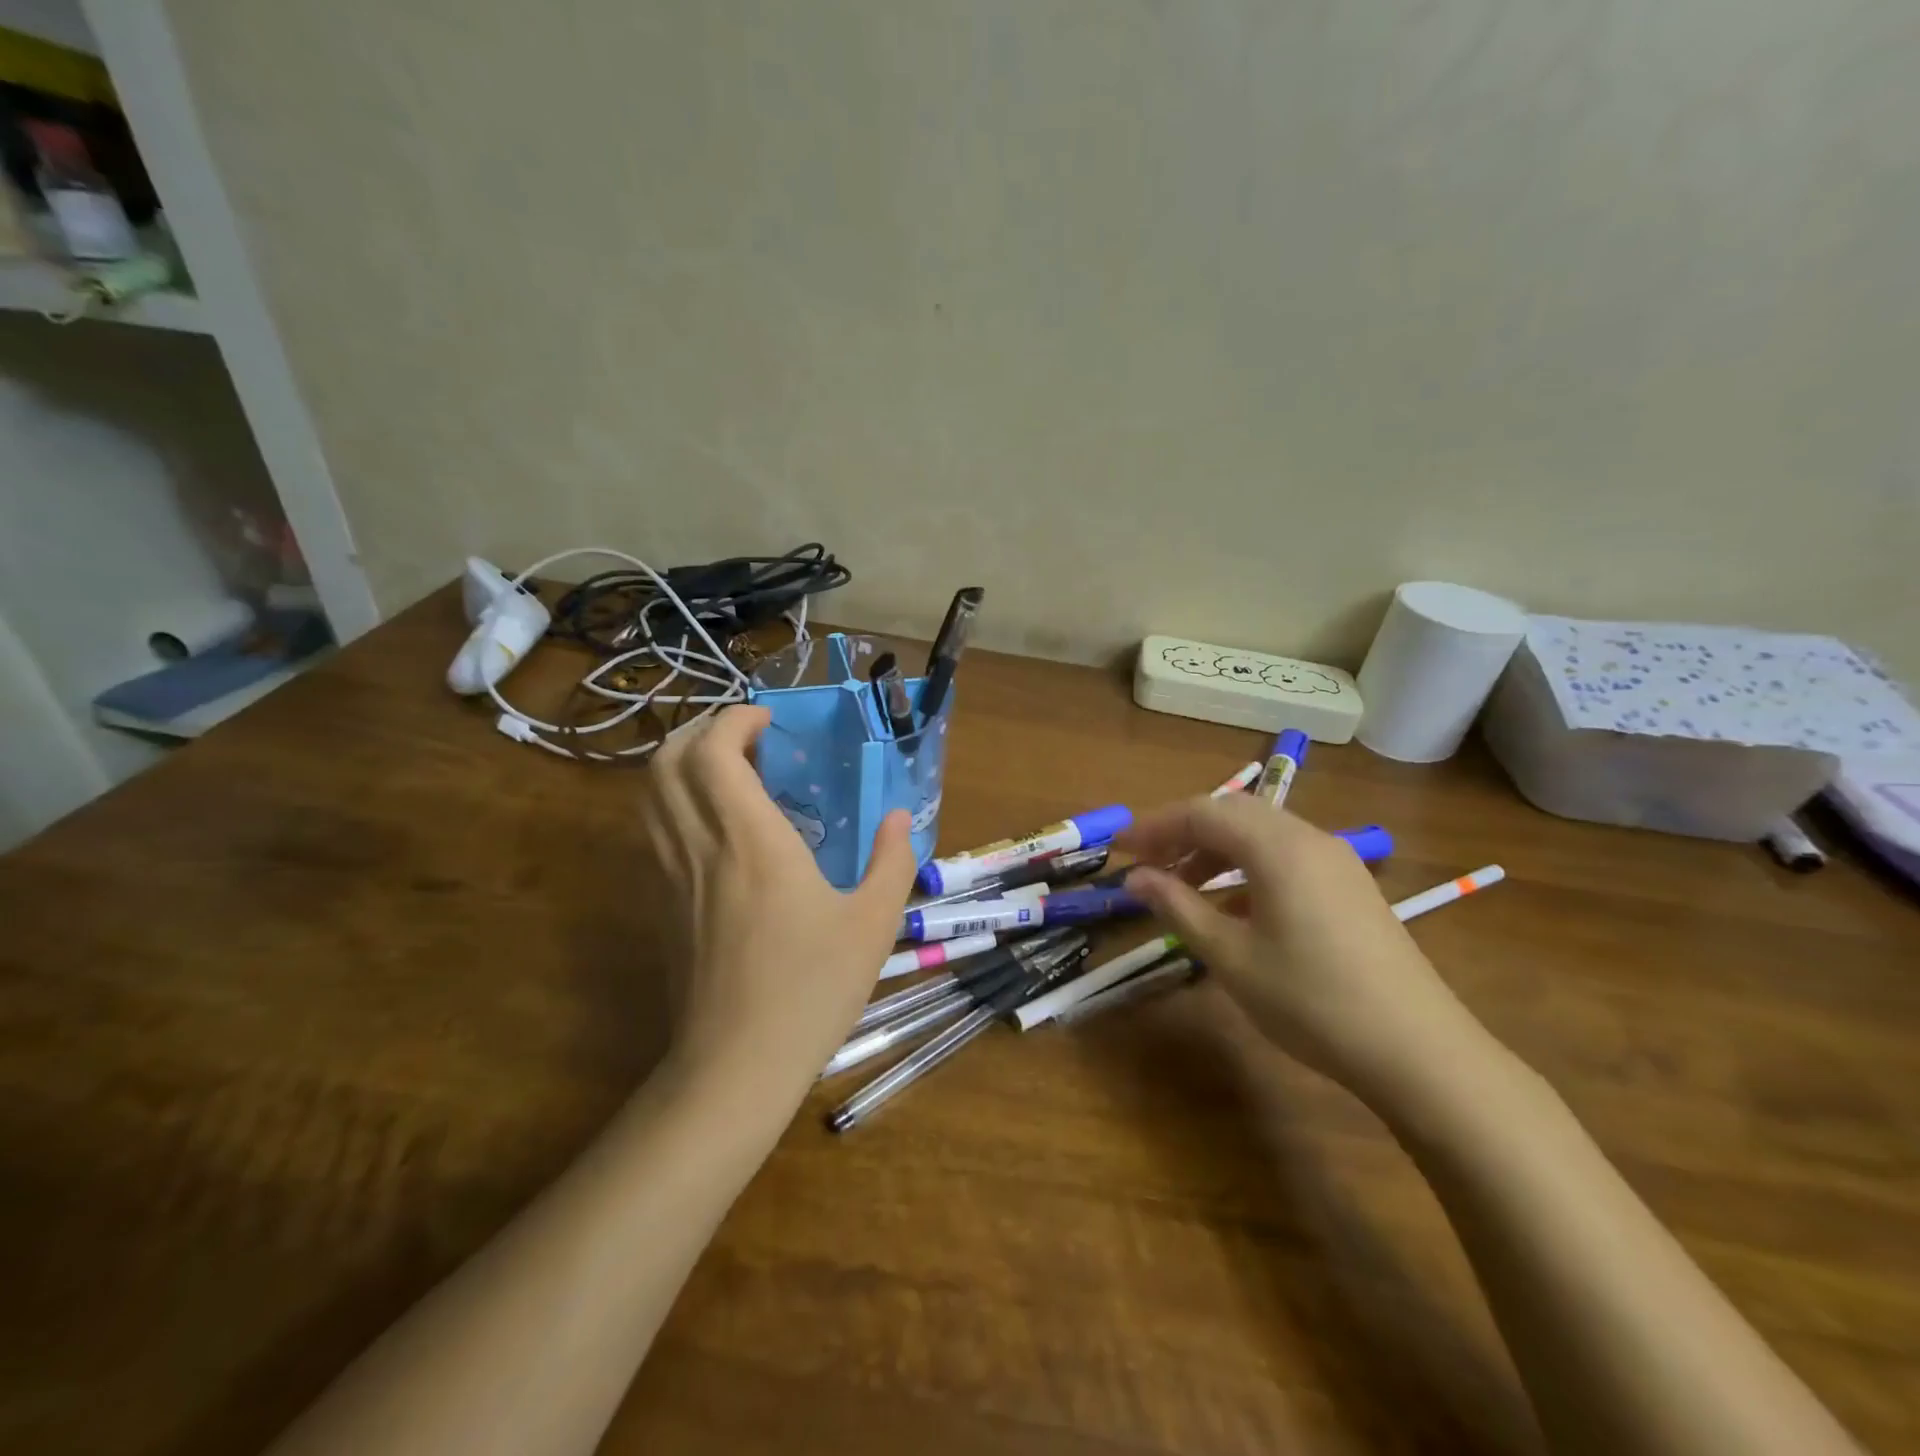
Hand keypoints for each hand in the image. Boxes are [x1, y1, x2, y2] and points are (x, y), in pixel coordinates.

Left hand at [640, 706, 918, 1111]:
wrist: (736, 1065)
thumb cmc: (811, 989)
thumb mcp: (874, 925)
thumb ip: (893, 861)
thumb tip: (900, 819)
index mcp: (752, 840)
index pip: (713, 752)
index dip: (734, 720)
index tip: (769, 721)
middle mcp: (700, 846)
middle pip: (667, 761)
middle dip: (701, 731)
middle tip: (746, 738)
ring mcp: (670, 877)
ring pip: (650, 795)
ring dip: (681, 764)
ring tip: (728, 771)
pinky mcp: (660, 905)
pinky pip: (653, 831)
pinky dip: (674, 803)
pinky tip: (715, 826)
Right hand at [1120, 796, 1483, 1102]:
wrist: (1418, 1051)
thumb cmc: (1312, 1001)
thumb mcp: (1231, 956)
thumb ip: (1178, 907)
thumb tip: (1135, 877)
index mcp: (1278, 847)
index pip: (1203, 812)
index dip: (1156, 825)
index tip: (1120, 849)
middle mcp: (1309, 838)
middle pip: (1233, 813)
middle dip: (1183, 831)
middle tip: (1146, 863)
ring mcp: (1336, 861)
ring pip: (1261, 832)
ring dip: (1215, 849)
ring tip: (1181, 885)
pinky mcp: (1350, 886)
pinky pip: (1286, 856)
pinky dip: (1247, 867)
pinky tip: (1233, 907)